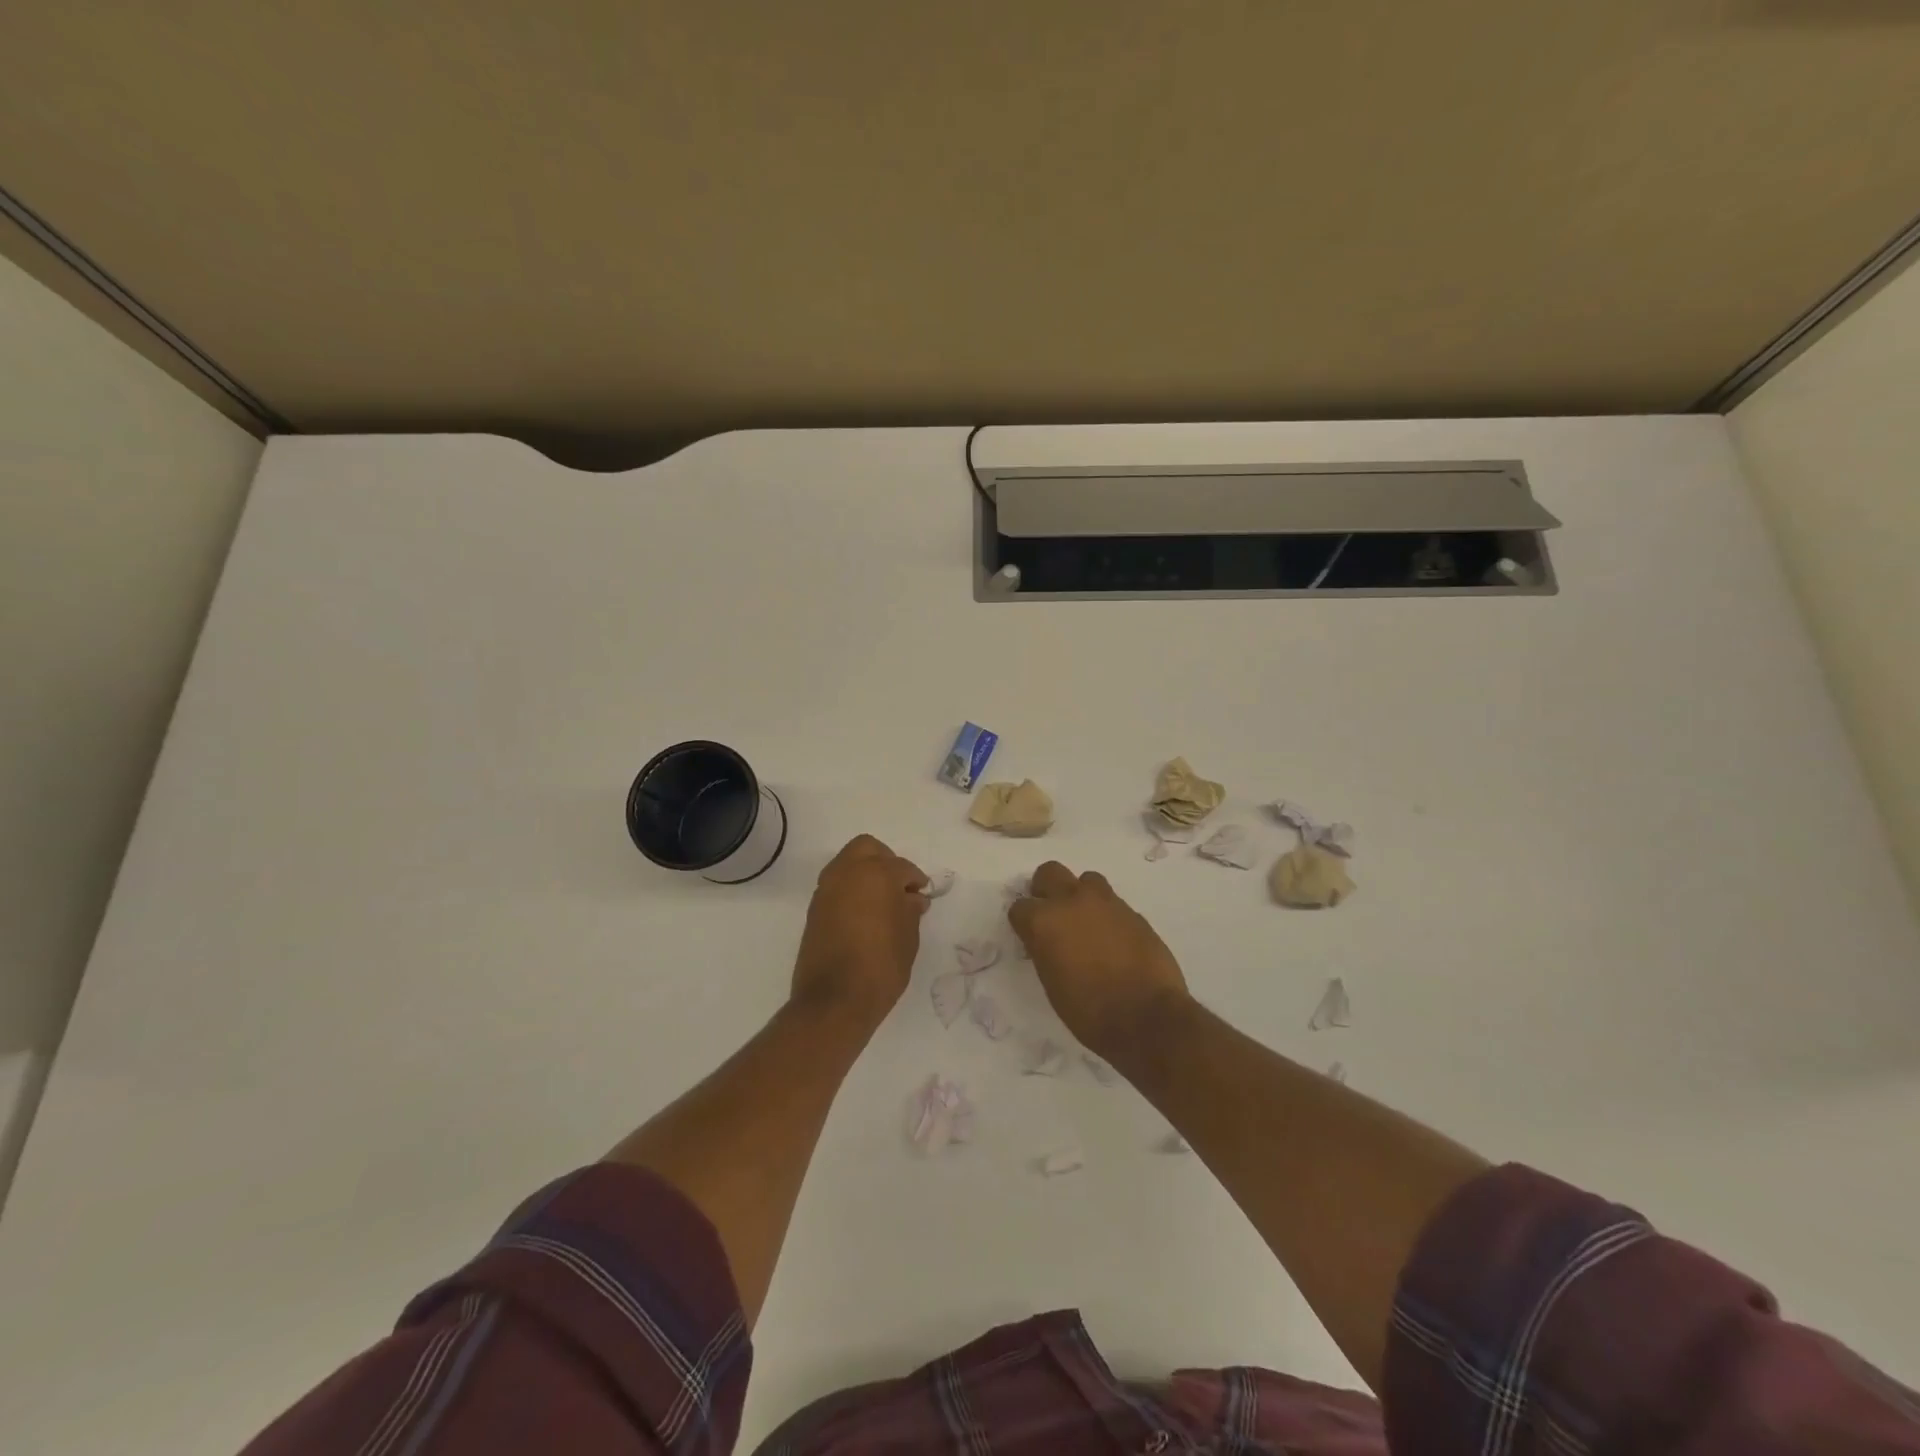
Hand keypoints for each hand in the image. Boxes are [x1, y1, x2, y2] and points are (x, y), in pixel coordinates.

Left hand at [791, 835, 928, 1026]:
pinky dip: (850, 890)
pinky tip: (864, 913)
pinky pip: (836, 885)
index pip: (902, 867)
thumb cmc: (881, 966)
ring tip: (881, 901)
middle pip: (867, 848)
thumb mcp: (908, 937)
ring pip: (847, 863)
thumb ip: (910, 910)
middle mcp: (847, 873)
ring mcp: (826, 889)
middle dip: (885, 860)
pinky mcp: (814, 908)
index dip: (915, 880)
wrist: (834, 1000)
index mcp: (876, 874)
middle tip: (899, 886)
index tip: (922, 895)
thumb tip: (912, 898)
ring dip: (864, 873)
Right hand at [1008, 861, 1190, 1061]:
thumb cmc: (1090, 1011)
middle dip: (1046, 889)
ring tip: (1087, 924)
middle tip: (1053, 915)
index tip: (1031, 937)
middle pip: (1050, 872)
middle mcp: (1072, 901)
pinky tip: (1113, 940)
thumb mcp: (1052, 984)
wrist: (1147, 1017)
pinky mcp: (1134, 912)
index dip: (1024, 922)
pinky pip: (1113, 903)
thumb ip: (1046, 950)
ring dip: (1081, 896)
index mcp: (1044, 921)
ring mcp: (1106, 903)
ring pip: (1086, 880)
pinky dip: (1107, 915)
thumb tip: (1049, 942)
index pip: (1020, 907)